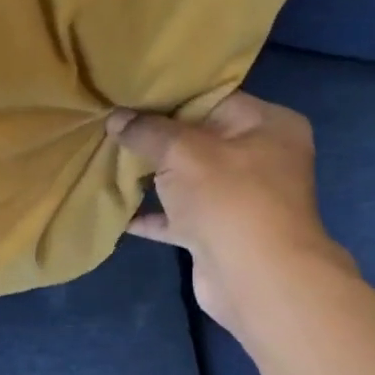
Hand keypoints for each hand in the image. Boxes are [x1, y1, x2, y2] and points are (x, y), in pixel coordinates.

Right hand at [108, 92, 351, 333]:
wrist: (255, 278)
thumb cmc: (229, 198)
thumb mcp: (182, 152)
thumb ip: (146, 131)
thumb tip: (115, 117)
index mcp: (267, 125)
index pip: (212, 99)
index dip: (169, 98)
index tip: (128, 96)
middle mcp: (260, 158)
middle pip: (197, 138)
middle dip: (154, 137)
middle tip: (111, 126)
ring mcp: (239, 198)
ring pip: (185, 178)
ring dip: (149, 175)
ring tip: (106, 160)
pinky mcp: (218, 232)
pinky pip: (178, 215)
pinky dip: (151, 213)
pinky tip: (117, 209)